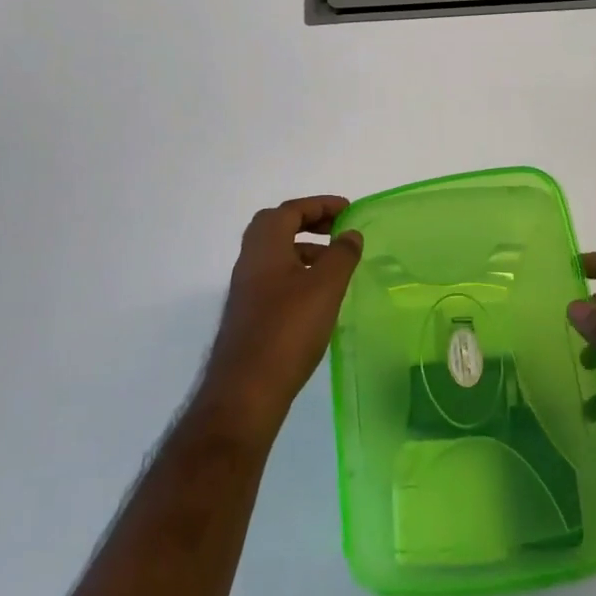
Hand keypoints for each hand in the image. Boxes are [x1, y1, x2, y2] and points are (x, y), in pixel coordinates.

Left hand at [199, 196, 362, 434]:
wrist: (246, 390)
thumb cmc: (288, 329)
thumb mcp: (325, 287)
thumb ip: (341, 255)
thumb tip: (350, 233)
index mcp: (265, 245)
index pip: (291, 210)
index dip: (320, 205)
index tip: (347, 210)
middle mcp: (250, 260)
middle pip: (277, 226)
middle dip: (308, 222)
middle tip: (337, 230)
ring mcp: (246, 288)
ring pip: (275, 254)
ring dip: (303, 249)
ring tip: (334, 264)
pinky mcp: (249, 313)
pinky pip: (274, 277)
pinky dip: (297, 272)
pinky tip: (317, 296)